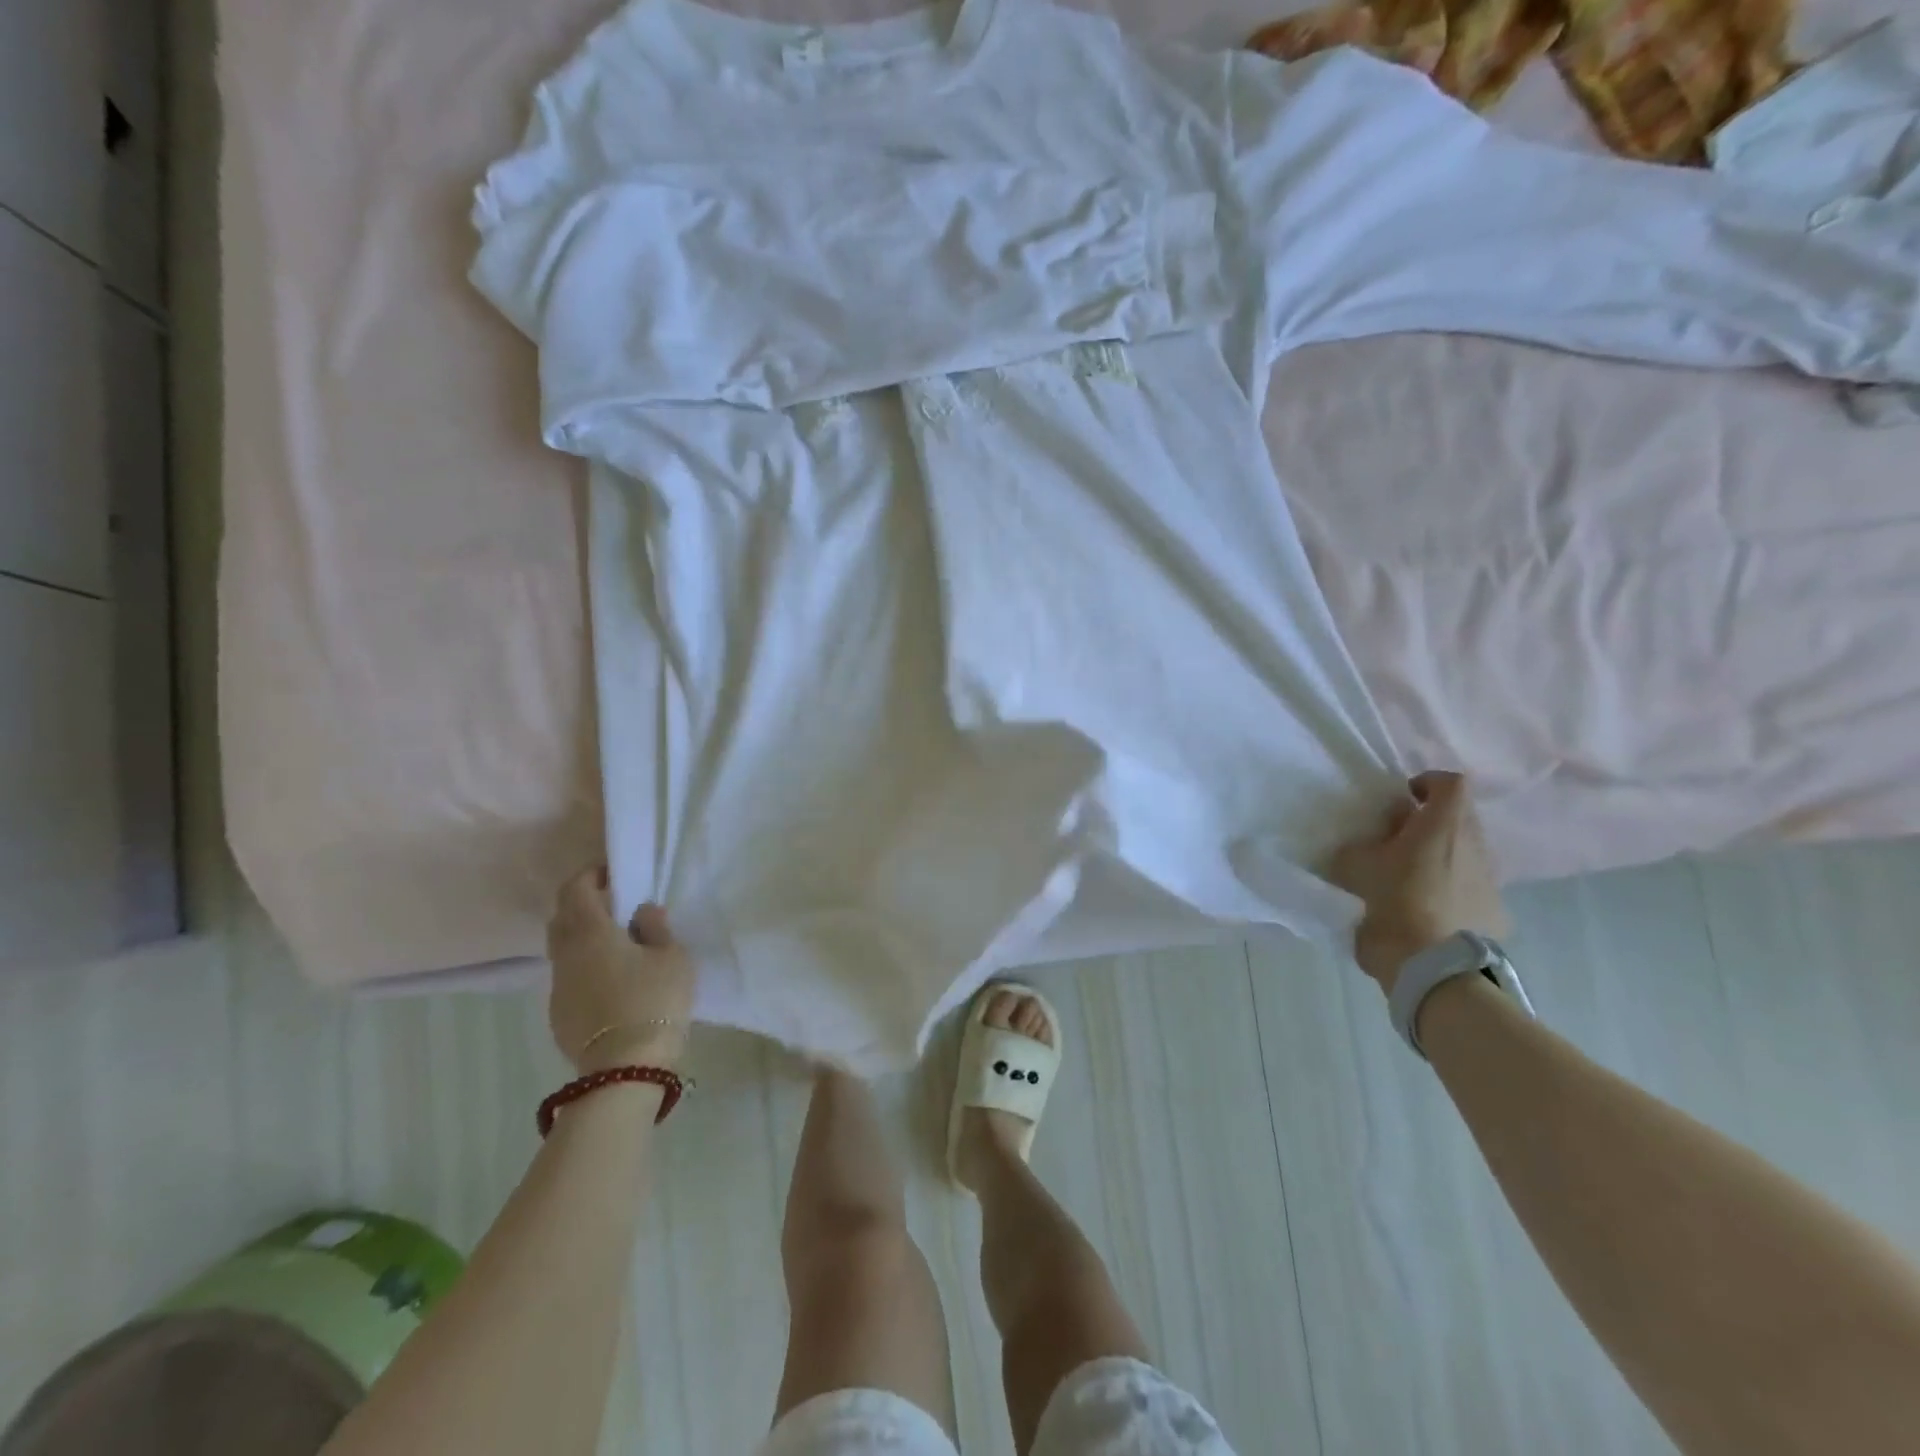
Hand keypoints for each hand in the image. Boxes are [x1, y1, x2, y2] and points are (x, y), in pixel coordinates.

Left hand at [547, 867, 695, 1073]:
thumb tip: (641, 911)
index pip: (575, 889)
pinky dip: (584, 966)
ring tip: (616, 943)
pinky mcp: (559, 1014)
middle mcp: (565, 955)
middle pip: (562, 917)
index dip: (590, 875)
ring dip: (583, 937)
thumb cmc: (653, 1001)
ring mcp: (558, 987)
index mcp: (590, 933)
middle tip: (615, 905)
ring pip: (562, 949)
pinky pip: (568, 976)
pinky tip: (611, 979)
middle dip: (583, 904)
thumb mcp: (672, 957)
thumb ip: (656, 927)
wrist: (624, 1069)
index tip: (613, 873)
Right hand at [1329, 771, 1508, 993]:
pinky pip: (1470, 887)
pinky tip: (1428, 910)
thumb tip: (1363, 843)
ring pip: (1465, 853)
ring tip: (1410, 879)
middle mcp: (1475, 844)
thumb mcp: (1356, 867)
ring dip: (1441, 857)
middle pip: (1459, 818)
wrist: (1434, 966)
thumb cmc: (1394, 903)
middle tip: (1396, 842)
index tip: (1402, 801)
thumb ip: (1359, 846)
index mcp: (1443, 825)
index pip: (1450, 782)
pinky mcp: (1496, 910)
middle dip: (1430, 823)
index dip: (1426, 783)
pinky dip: (1451, 889)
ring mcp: (1490, 878)